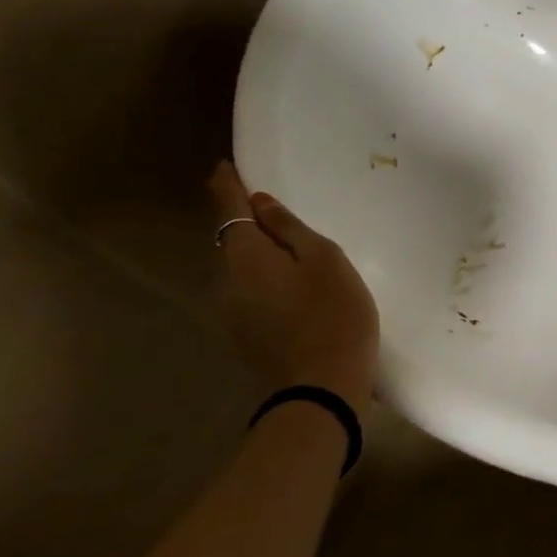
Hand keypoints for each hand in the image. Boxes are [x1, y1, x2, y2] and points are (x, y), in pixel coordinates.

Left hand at [208, 162, 379, 402]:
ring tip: (285, 245)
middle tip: (267, 205)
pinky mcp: (246, 336)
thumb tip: (262, 206)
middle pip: (231, 240)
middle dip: (244, 221)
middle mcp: (227, 282)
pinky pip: (249, 291)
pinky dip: (264, 278)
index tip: (223, 166)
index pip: (229, 209)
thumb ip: (291, 229)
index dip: (226, 186)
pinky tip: (289, 284)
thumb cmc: (332, 315)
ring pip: (240, 269)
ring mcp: (232, 313)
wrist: (321, 390)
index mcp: (245, 257)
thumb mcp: (324, 260)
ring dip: (257, 252)